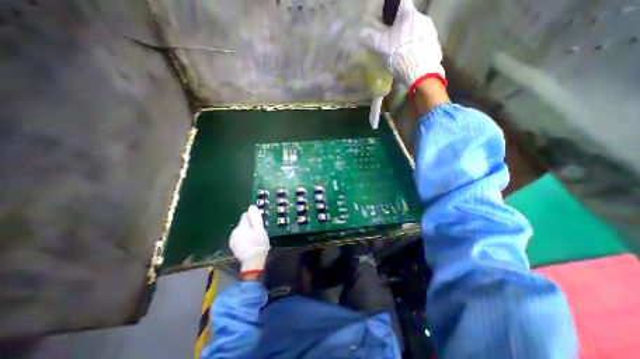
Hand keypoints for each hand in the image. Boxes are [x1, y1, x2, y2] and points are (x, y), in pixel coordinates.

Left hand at [230, 205, 268, 273]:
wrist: (252, 262)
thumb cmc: (259, 244)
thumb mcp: (260, 229)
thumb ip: (255, 217)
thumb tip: (251, 206)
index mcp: (241, 226)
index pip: (246, 215)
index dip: (253, 218)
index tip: (259, 224)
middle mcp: (234, 231)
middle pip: (243, 223)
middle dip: (250, 225)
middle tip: (258, 233)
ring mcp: (232, 239)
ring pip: (241, 230)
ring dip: (247, 232)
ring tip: (254, 239)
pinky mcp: (233, 246)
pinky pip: (239, 237)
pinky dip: (244, 238)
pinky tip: (249, 244)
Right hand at [360, 0, 446, 90]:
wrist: (418, 70)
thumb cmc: (398, 54)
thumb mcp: (381, 47)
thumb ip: (372, 38)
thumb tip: (361, 33)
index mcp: (408, 14)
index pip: (401, 2)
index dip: (393, 10)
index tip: (388, 19)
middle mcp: (422, 17)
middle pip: (409, 18)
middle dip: (402, 27)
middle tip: (394, 41)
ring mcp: (430, 30)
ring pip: (417, 30)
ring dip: (410, 37)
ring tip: (404, 52)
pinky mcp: (435, 43)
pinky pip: (424, 41)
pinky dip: (418, 46)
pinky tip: (412, 57)